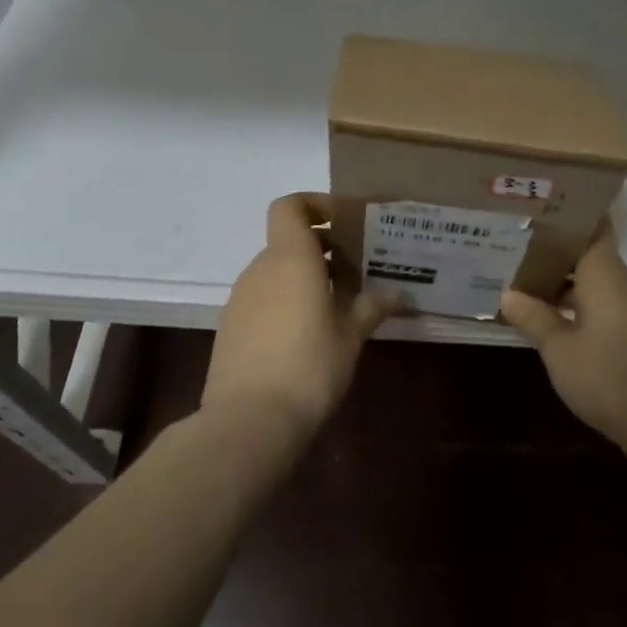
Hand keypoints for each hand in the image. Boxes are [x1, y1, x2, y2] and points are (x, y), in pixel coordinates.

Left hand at [203, 194, 400, 444]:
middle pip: (288, 240)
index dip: (314, 204)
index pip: (289, 206)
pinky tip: (305, 336)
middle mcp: (261, 268)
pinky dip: (284, 302)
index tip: (342, 222)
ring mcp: (240, 298)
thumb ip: (370, 308)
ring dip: (303, 278)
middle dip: (320, 249)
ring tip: (334, 306)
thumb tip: (397, 295)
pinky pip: (262, 298)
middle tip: (352, 271)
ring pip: (275, 271)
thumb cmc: (308, 367)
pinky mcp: (230, 327)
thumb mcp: (349, 337)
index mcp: (290, 257)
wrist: (247, 422)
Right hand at [499, 225, 626, 450]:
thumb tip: (508, 294)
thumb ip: (533, 317)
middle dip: (553, 245)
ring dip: (561, 276)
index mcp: (605, 273)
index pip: (593, 224)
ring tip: (521, 273)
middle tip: (513, 239)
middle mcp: (621, 281)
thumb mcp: (559, 349)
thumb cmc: (609, 377)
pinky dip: (574, 299)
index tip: (537, 205)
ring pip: (591, 277)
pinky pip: (599, 300)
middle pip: (587, 250)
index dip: (568, 211)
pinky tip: (547, 312)